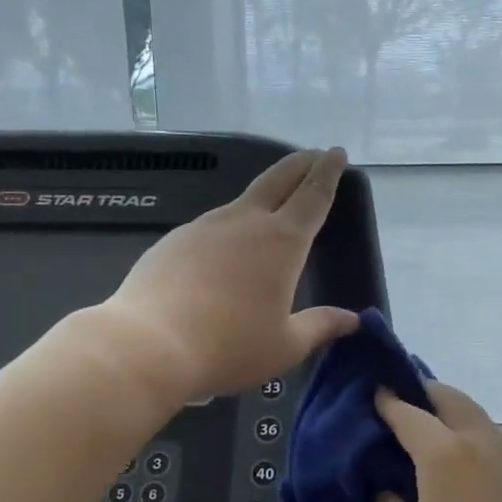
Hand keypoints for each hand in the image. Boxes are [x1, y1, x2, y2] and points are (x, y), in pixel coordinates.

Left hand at [97, 148, 360, 405]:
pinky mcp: (174, 240)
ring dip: (265, 193)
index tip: (336, 153)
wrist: (149, 345)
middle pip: (278, 180)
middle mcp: (245, 223)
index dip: (328, 174)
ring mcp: (205, 227)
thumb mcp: (285, 346)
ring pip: (242, 200)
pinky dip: (230, 223)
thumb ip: (321, 327)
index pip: (313, 197)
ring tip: (273, 200)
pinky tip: (225, 245)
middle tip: (314, 154)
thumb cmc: (229, 347)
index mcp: (282, 243)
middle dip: (300, 164)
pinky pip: (212, 224)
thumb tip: (352, 320)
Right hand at [373, 380, 501, 501]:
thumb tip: (390, 495)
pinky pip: (500, 451)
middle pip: (453, 401)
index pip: (410, 414)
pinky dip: (477, 447)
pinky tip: (467, 479)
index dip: (388, 402)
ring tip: (431, 442)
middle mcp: (486, 448)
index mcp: (446, 457)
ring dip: (454, 420)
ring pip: (481, 424)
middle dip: (425, 395)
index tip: (373, 395)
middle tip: (402, 406)